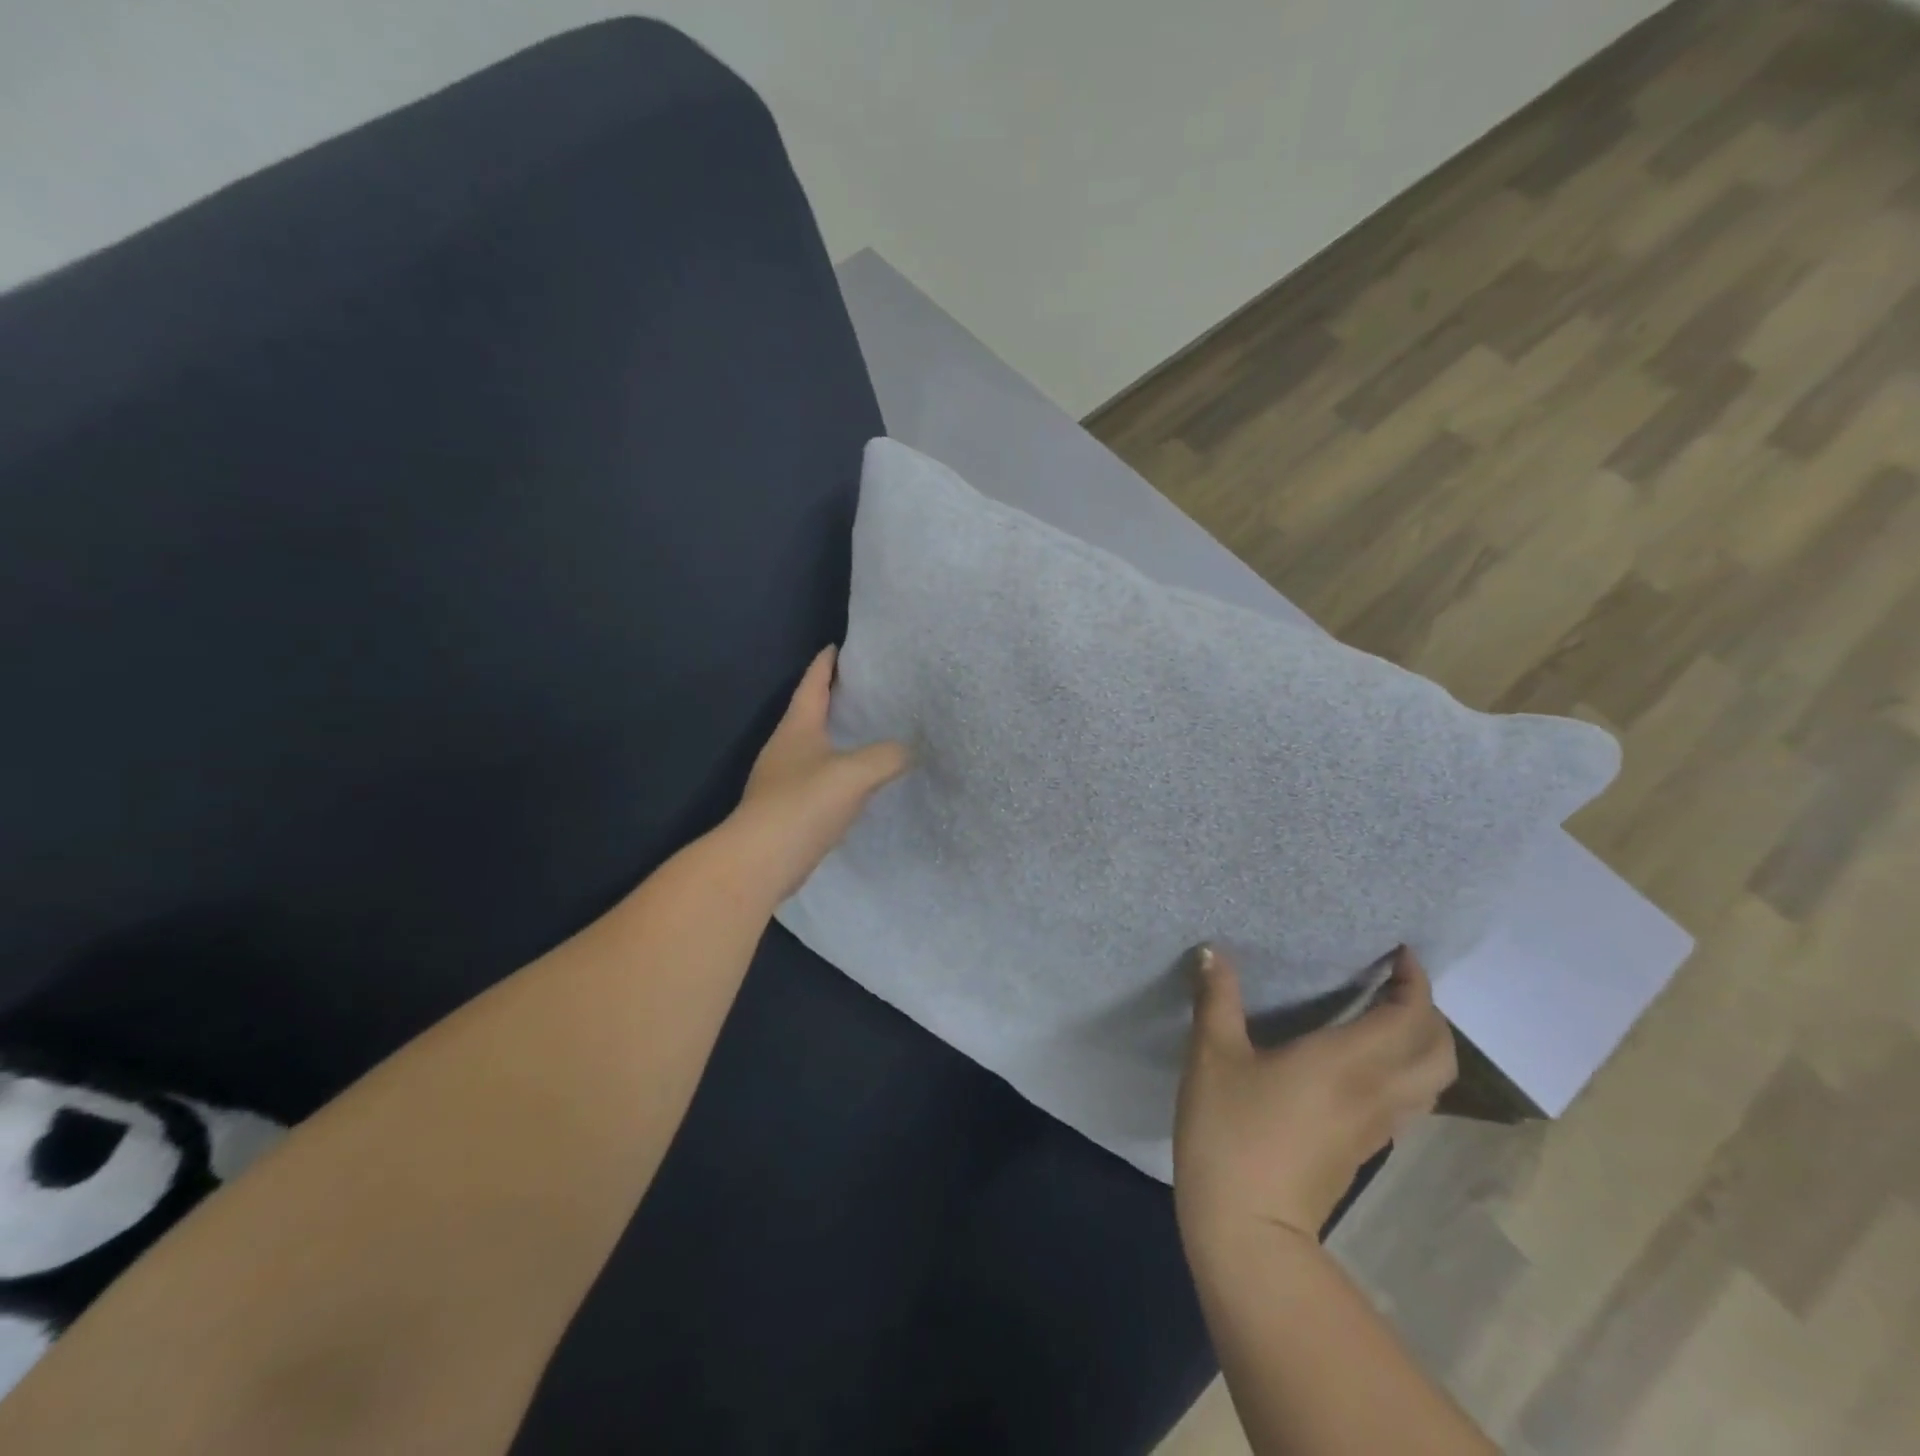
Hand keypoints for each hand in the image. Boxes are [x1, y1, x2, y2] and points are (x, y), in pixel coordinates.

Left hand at [728, 645, 909, 900]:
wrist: (761, 861)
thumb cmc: (803, 804)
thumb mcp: (855, 773)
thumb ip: (888, 756)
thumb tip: (911, 748)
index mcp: (797, 728)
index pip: (812, 685)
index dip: (824, 665)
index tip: (837, 647)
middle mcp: (785, 748)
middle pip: (810, 713)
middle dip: (832, 699)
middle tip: (863, 689)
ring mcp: (782, 780)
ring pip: (814, 747)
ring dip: (835, 737)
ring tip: (865, 733)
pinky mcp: (787, 809)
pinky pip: (817, 778)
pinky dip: (836, 771)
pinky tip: (855, 782)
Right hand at [1174, 947, 1456, 1248]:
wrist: (1249, 1229)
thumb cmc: (1232, 1131)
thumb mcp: (1212, 1055)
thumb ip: (1217, 997)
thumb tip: (1211, 951)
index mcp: (1348, 1062)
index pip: (1410, 1017)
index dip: (1416, 982)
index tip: (1400, 953)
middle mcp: (1376, 1092)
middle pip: (1439, 1052)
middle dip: (1429, 1013)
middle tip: (1394, 983)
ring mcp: (1377, 1128)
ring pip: (1431, 1082)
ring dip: (1423, 1044)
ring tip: (1386, 1017)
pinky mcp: (1365, 1151)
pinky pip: (1409, 1102)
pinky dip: (1406, 1072)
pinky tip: (1365, 1065)